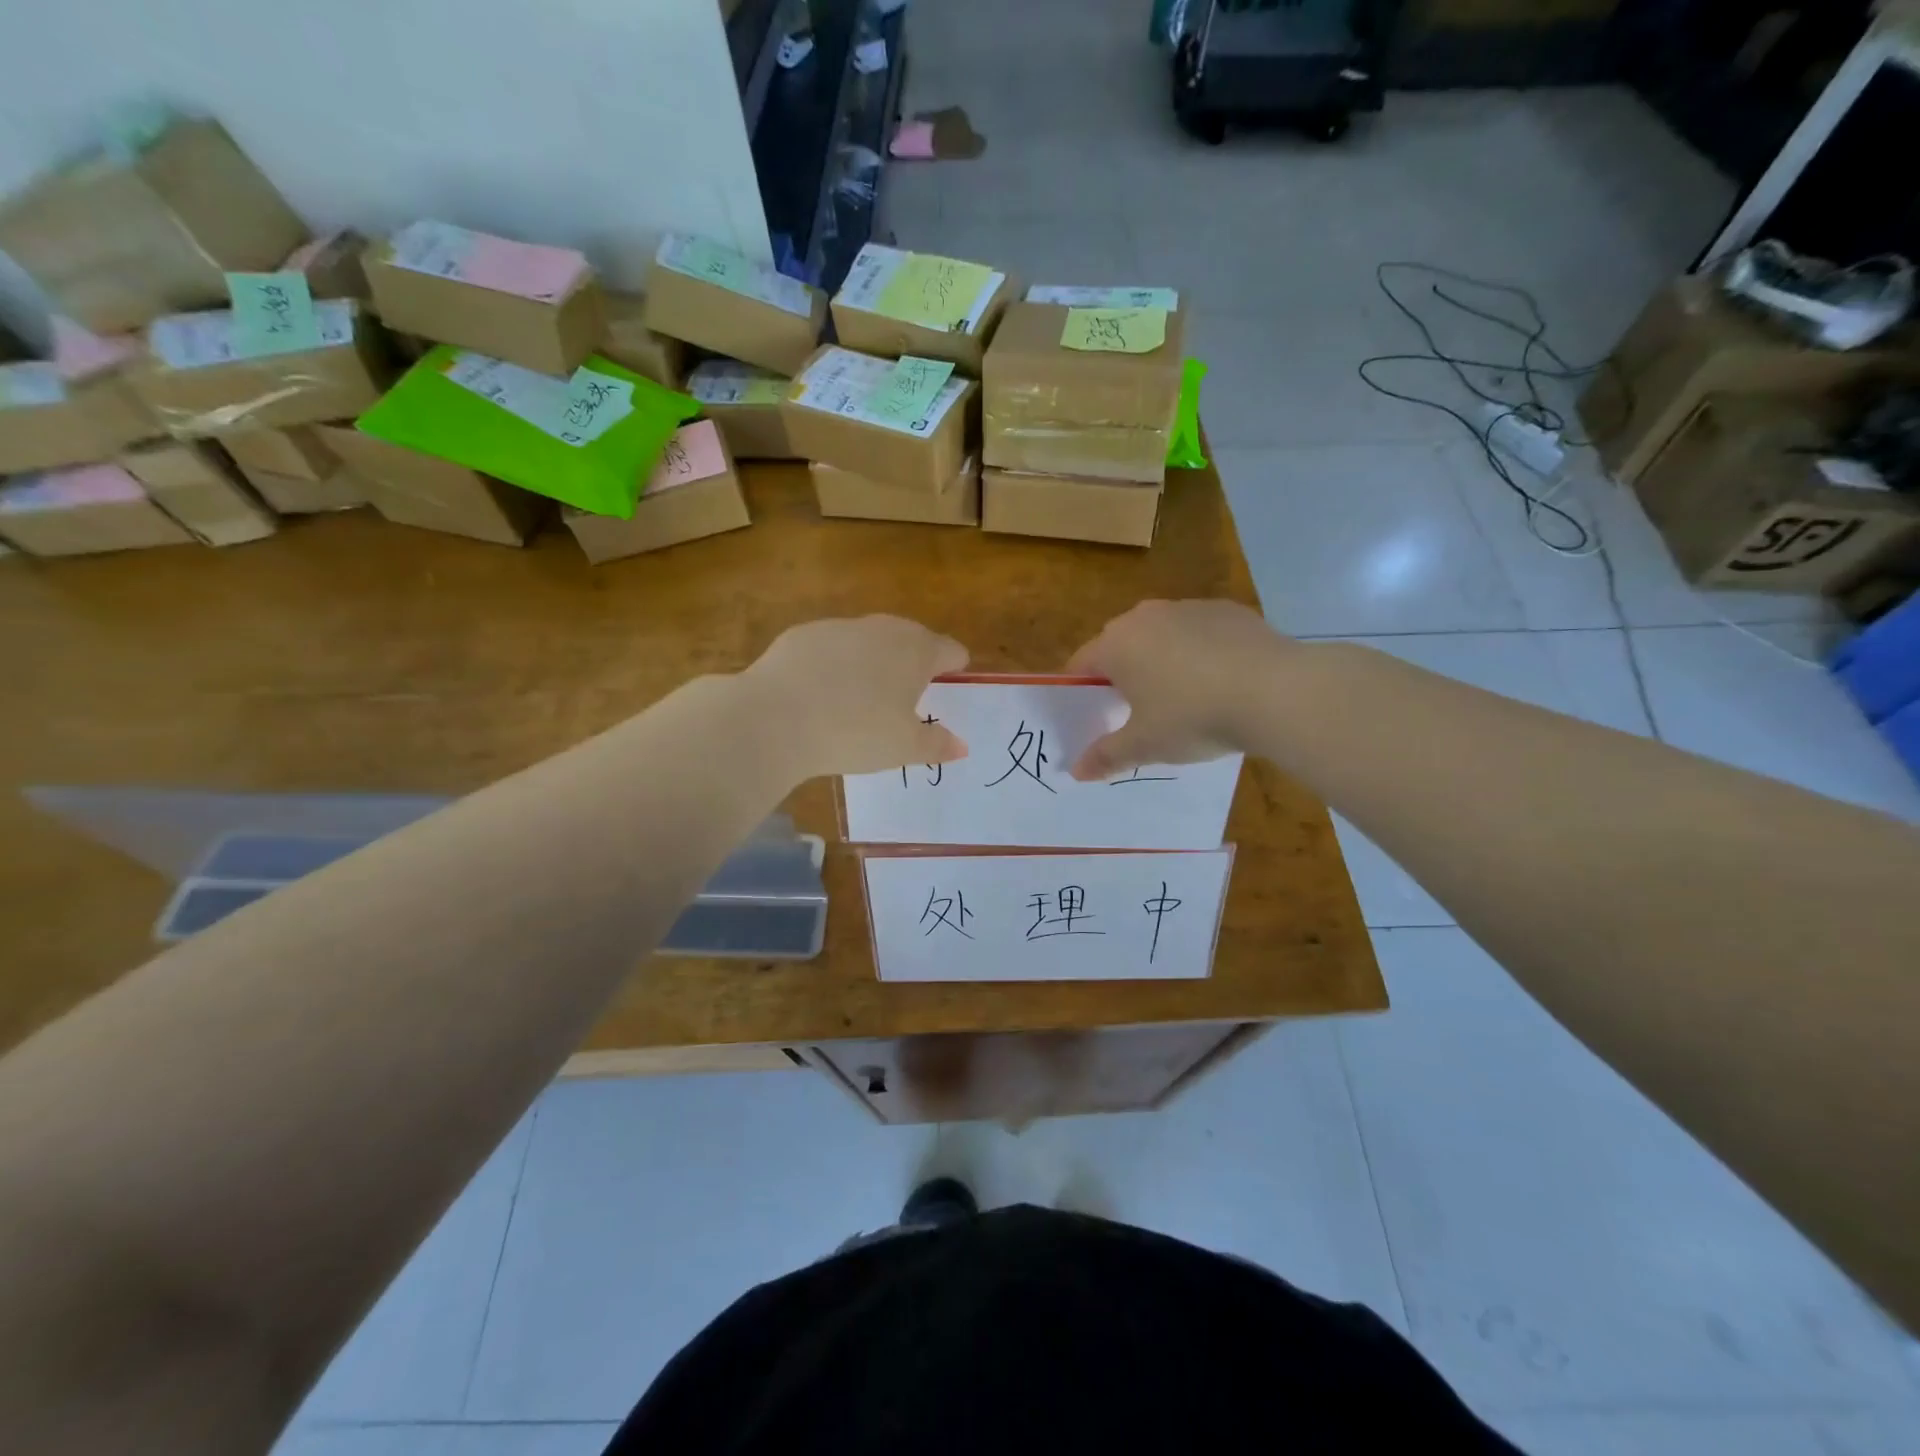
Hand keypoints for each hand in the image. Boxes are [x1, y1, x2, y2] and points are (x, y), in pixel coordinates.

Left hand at [742, 615, 969, 778]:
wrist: (776, 718)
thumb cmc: (856, 733)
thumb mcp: (903, 748)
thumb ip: (936, 745)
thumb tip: (961, 746)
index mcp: (916, 651)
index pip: (950, 650)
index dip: (954, 668)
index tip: (950, 685)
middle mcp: (883, 629)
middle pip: (911, 638)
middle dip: (914, 661)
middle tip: (908, 695)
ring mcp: (840, 627)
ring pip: (868, 640)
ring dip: (872, 661)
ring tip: (861, 698)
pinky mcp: (802, 635)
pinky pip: (829, 648)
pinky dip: (833, 665)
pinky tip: (820, 694)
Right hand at [1064, 599, 1289, 780]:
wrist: (1275, 691)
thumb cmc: (1193, 717)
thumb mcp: (1145, 745)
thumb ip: (1107, 756)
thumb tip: (1077, 771)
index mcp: (1116, 644)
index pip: (1081, 665)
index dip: (1083, 693)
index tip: (1096, 717)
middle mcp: (1145, 616)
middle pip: (1120, 646)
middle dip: (1123, 675)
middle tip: (1139, 713)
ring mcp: (1189, 607)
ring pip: (1162, 636)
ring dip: (1163, 661)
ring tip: (1185, 699)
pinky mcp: (1228, 610)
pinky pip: (1200, 633)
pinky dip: (1202, 653)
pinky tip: (1222, 682)